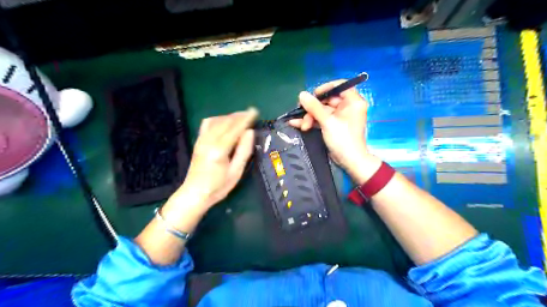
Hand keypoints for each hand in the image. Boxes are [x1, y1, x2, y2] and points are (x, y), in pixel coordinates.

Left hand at [175, 108, 259, 211]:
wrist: (195, 194)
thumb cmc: (218, 187)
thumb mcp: (236, 172)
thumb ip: (244, 151)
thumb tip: (250, 132)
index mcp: (220, 150)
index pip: (235, 128)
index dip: (246, 119)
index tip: (255, 112)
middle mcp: (209, 141)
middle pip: (225, 122)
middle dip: (239, 115)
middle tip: (250, 112)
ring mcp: (201, 140)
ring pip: (216, 120)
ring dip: (229, 116)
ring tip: (240, 116)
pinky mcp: (198, 141)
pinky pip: (207, 124)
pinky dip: (218, 119)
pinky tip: (224, 122)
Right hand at [290, 80, 381, 182]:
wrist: (349, 161)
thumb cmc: (343, 139)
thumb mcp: (327, 121)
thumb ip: (314, 107)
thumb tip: (301, 94)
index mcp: (352, 101)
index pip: (340, 86)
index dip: (325, 88)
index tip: (313, 94)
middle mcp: (347, 107)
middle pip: (327, 99)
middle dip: (313, 108)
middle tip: (302, 112)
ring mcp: (339, 117)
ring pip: (321, 111)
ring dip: (310, 117)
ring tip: (303, 126)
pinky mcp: (333, 125)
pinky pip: (321, 119)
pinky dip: (311, 121)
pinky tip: (296, 124)